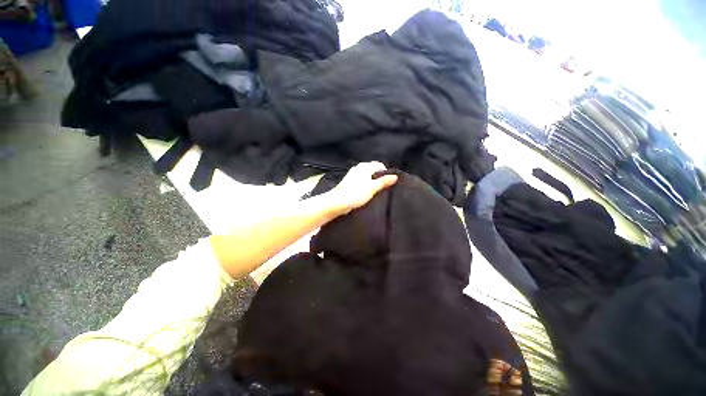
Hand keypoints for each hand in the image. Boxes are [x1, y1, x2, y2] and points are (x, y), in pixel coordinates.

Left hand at [325, 162, 397, 214]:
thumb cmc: (356, 193)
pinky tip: (366, 193)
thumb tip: (395, 176)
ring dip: (372, 182)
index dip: (386, 173)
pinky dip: (365, 185)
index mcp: (365, 166)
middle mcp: (358, 168)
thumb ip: (384, 181)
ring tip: (376, 192)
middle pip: (373, 170)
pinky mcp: (349, 182)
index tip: (389, 183)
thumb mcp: (373, 187)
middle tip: (383, 188)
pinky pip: (361, 181)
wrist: (338, 202)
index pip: (380, 165)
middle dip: (379, 178)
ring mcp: (353, 174)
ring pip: (367, 176)